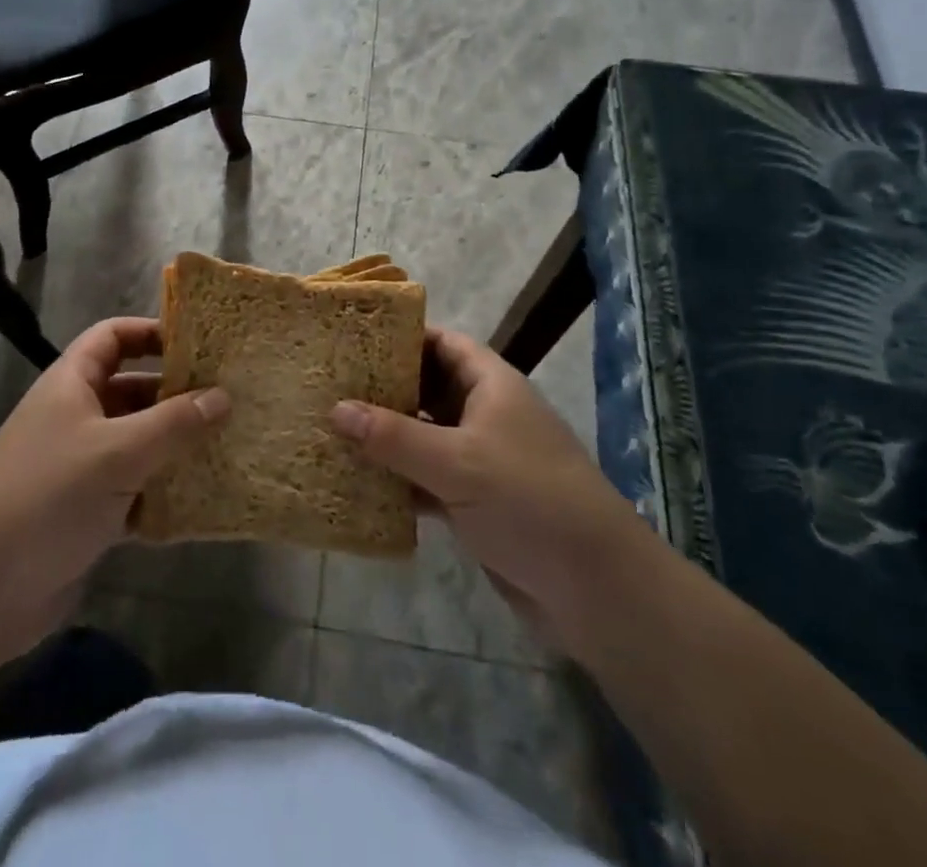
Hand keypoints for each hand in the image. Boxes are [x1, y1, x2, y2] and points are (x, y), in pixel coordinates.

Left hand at [0, 317, 228, 661]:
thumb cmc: (49, 497)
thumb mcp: (118, 453)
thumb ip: (174, 423)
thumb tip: (223, 396)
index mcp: (71, 384)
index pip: (112, 336)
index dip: (151, 332)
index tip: (198, 344)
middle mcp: (75, 417)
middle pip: (131, 389)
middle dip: (175, 394)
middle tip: (229, 399)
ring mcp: (79, 466)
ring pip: (136, 442)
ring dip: (174, 445)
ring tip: (227, 446)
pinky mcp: (86, 512)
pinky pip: (133, 489)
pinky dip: (162, 492)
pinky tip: (201, 501)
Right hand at [329, 328, 641, 649]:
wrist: (596, 590)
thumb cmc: (529, 500)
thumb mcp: (456, 462)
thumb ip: (394, 436)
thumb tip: (335, 408)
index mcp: (491, 385)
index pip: (442, 343)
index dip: (401, 336)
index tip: (353, 339)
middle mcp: (485, 414)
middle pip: (427, 388)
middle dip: (383, 389)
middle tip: (330, 386)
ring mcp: (481, 460)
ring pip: (423, 436)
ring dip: (385, 438)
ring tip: (331, 430)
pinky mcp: (475, 502)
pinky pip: (427, 479)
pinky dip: (398, 481)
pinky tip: (358, 484)